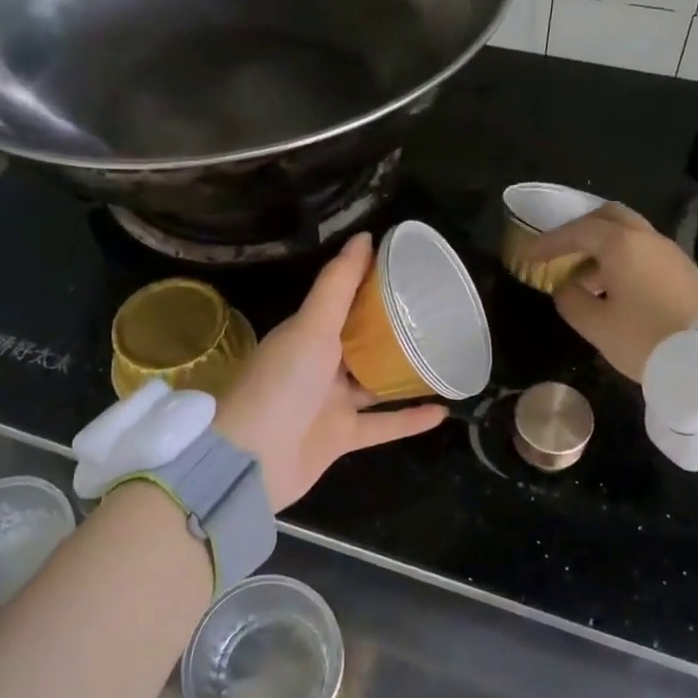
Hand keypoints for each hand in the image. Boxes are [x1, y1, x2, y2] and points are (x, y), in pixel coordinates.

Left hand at [213, 233, 446, 510]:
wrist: (253, 461)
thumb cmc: (282, 383)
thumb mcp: (311, 326)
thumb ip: (338, 285)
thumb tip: (365, 237)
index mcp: (306, 333)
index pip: (342, 301)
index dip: (370, 283)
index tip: (406, 268)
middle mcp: (318, 365)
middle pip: (360, 340)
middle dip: (391, 327)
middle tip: (435, 311)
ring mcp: (330, 403)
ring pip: (374, 382)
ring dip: (404, 372)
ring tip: (443, 356)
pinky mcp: (341, 437)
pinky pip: (382, 424)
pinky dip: (409, 419)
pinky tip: (443, 410)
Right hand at [522, 203, 697, 380]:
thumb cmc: (646, 338)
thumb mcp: (596, 325)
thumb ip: (571, 301)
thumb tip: (565, 288)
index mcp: (621, 245)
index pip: (577, 232)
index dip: (549, 242)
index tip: (528, 254)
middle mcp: (646, 238)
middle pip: (608, 216)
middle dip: (580, 229)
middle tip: (560, 250)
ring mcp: (669, 252)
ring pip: (629, 232)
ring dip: (602, 245)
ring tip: (583, 275)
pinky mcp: (684, 270)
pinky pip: (644, 249)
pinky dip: (622, 256)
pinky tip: (613, 286)